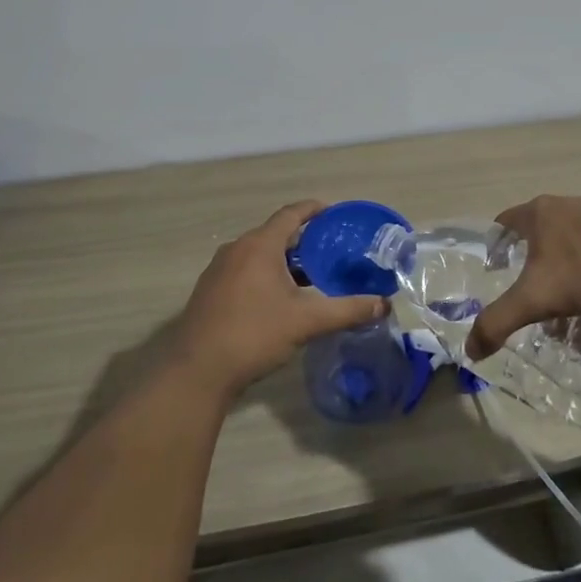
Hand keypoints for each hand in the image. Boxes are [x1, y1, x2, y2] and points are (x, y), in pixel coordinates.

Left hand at [171, 201, 388, 397]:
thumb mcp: (307, 321)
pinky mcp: (209, 291)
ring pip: (258, 254)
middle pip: (275, 234)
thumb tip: (383, 304)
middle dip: (303, 240)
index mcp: (260, 245)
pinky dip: (265, 274)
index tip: (333, 213)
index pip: (291, 214)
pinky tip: (279, 299)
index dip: (313, 210)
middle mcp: (237, 249)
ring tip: (310, 277)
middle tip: (330, 251)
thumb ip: (347, 310)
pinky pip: (244, 270)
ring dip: (283, 260)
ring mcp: (219, 270)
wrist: (197, 371)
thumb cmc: (254, 334)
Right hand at [465, 195, 580, 360]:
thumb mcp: (535, 298)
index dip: (496, 246)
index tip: (496, 269)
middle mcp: (568, 212)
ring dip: (579, 308)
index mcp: (539, 216)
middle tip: (546, 324)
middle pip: (546, 253)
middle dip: (544, 292)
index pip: (505, 223)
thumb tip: (470, 349)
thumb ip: (499, 322)